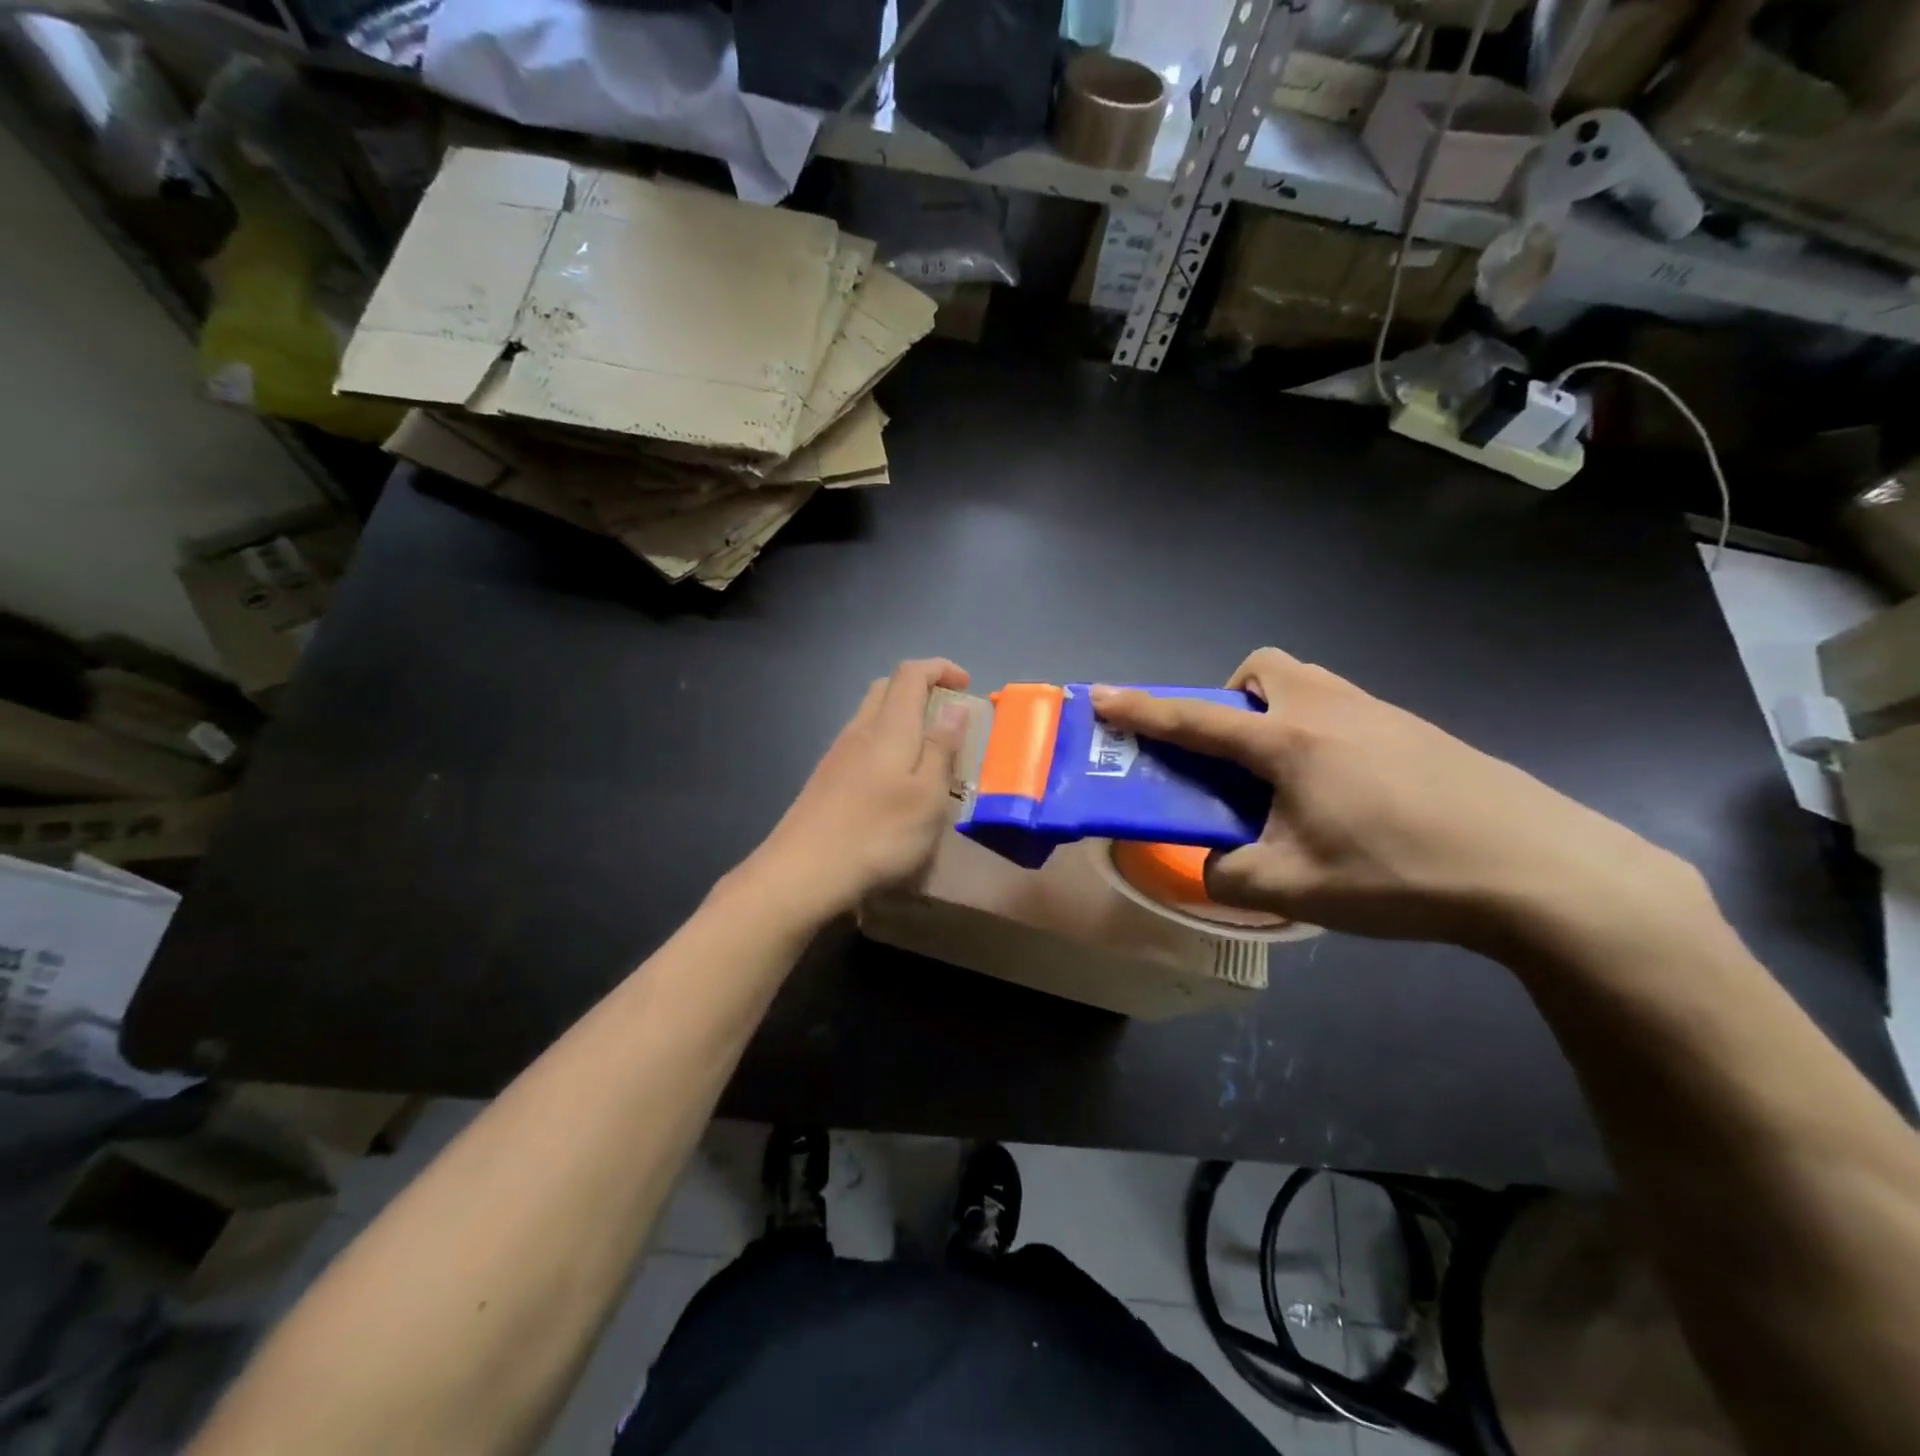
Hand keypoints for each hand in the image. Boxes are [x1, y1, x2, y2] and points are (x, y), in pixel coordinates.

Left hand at [739, 658, 970, 921]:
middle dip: (921, 689)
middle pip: (887, 687)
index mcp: (889, 727)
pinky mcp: (825, 779)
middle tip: (948, 717)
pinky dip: (885, 744)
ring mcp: (837, 754)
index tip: (966, 686)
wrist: (802, 871)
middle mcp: (860, 730)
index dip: (940, 668)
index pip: (911, 673)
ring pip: (871, 716)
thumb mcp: (927, 796)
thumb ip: (942, 749)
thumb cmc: (878, 834)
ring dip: (902, 718)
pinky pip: (861, 743)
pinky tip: (894, 782)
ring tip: (927, 753)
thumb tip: (955, 708)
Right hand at [1090, 648, 1711, 956]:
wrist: (1541, 872)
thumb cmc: (1401, 874)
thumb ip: (1229, 877)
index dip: (1141, 709)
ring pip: (1308, 685)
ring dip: (1277, 716)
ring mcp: (1382, 714)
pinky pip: (1346, 711)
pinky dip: (1321, 735)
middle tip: (1235, 756)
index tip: (1100, 695)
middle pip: (1263, 669)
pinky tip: (1349, 796)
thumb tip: (1214, 866)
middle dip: (1231, 699)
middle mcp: (1331, 710)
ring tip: (1288, 781)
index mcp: (1290, 742)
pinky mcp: (1420, 731)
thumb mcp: (1294, 889)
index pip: (1195, 719)